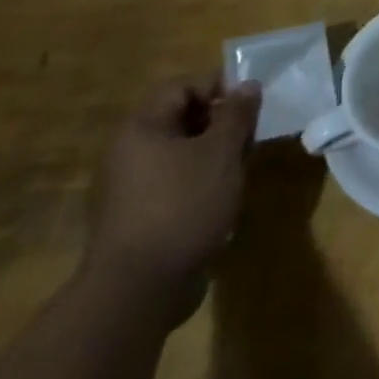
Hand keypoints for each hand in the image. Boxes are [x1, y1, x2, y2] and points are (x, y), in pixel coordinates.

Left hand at [81, 77, 261, 327]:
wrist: (138, 292)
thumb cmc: (182, 205)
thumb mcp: (221, 151)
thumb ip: (238, 113)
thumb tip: (247, 85)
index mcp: (141, 128)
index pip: (182, 87)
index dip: (218, 88)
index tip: (249, 105)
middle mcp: (128, 153)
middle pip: (181, 118)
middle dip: (220, 123)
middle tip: (249, 137)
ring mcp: (129, 188)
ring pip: (180, 152)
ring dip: (214, 154)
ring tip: (240, 169)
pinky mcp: (137, 218)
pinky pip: (173, 183)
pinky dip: (200, 182)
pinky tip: (221, 198)